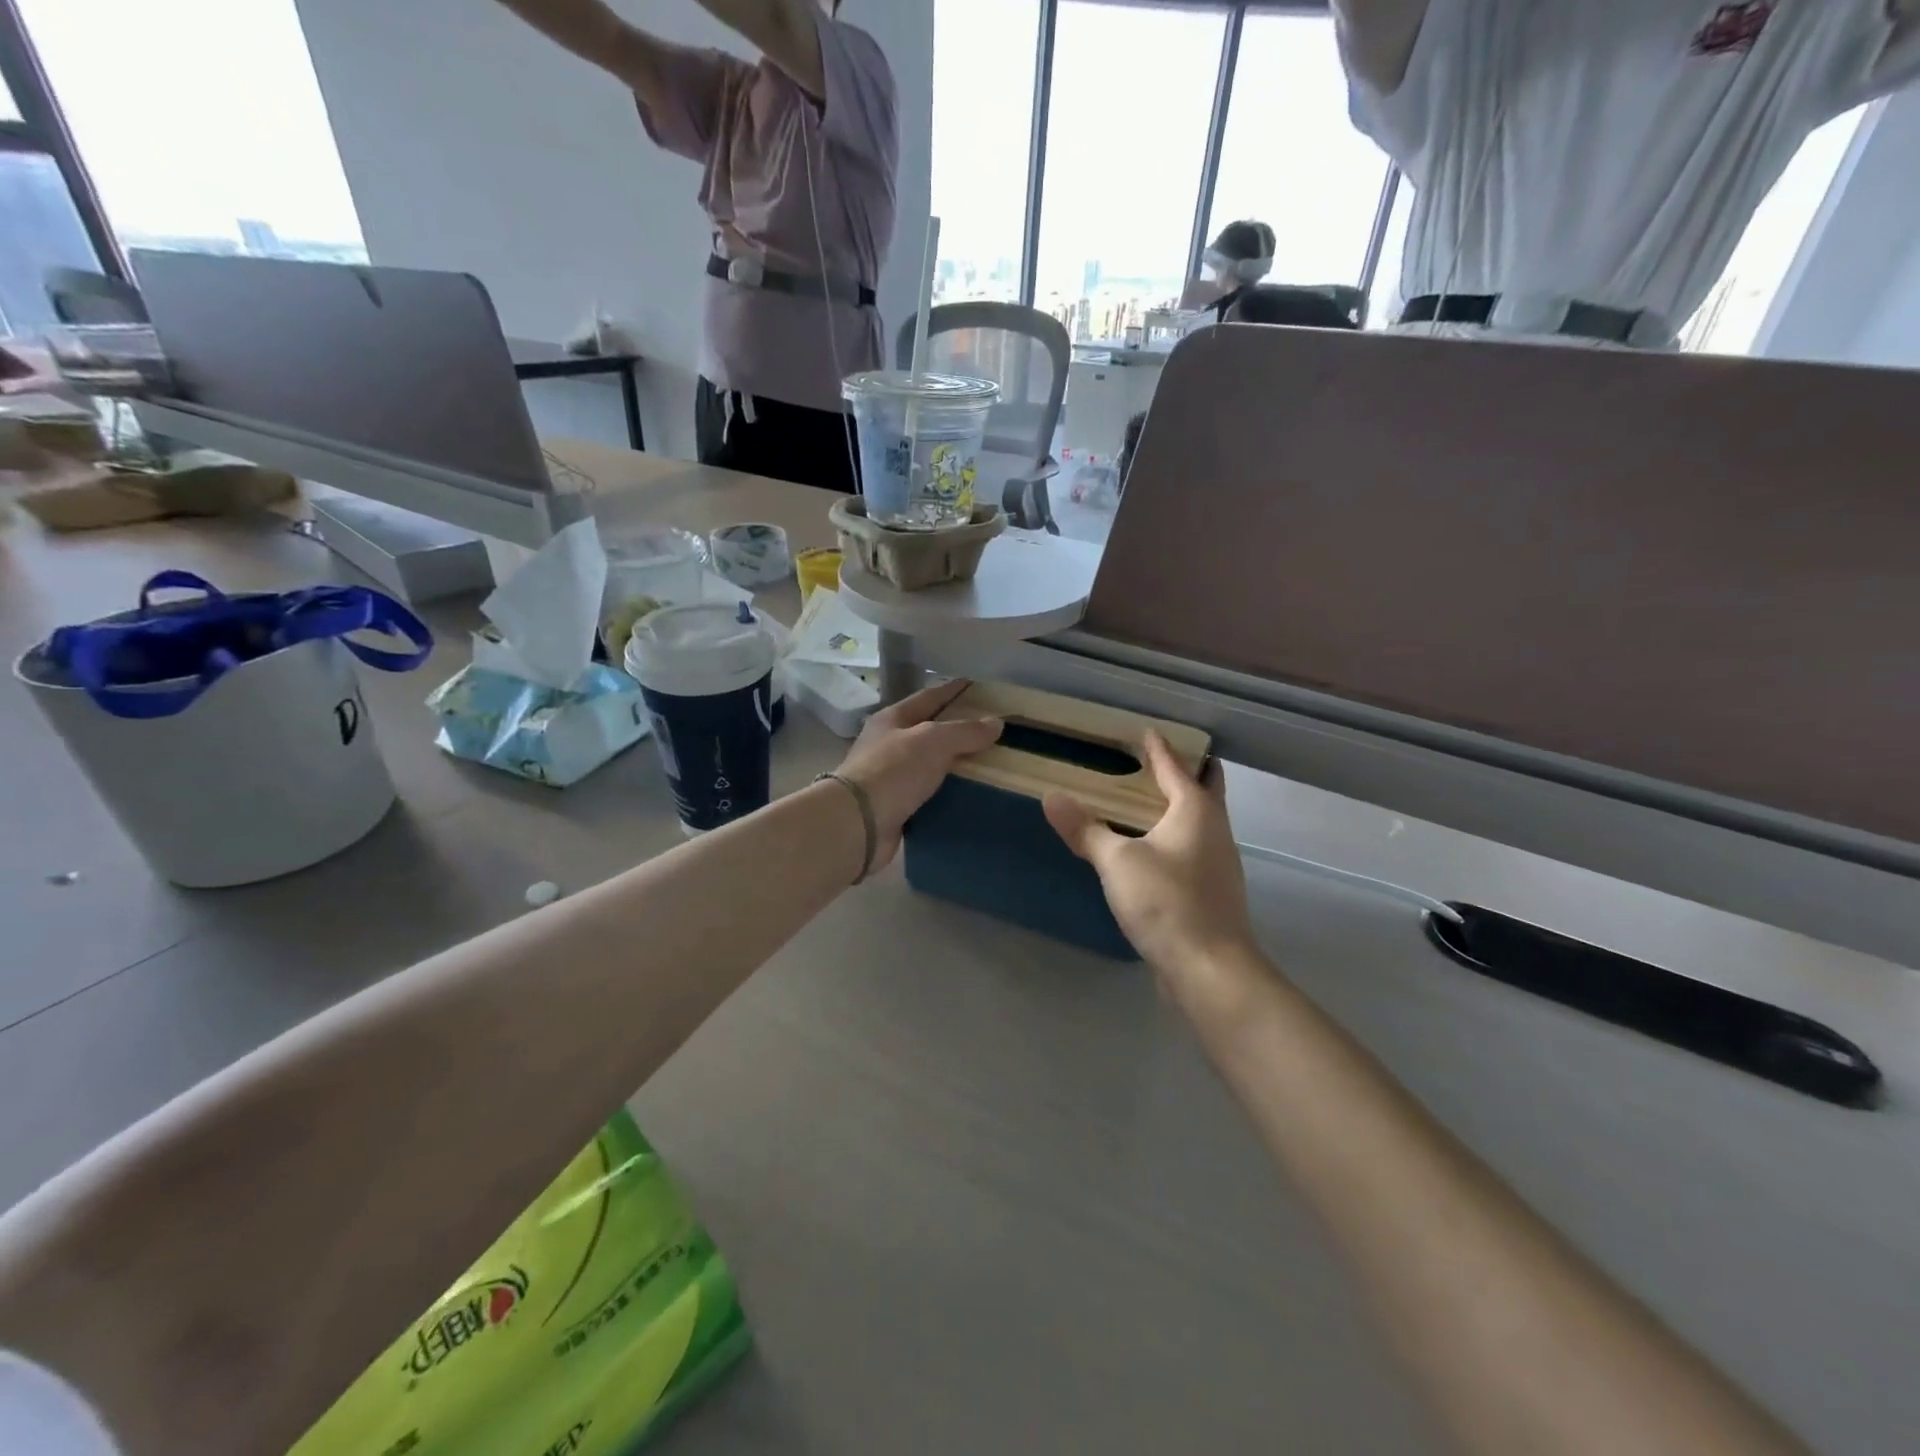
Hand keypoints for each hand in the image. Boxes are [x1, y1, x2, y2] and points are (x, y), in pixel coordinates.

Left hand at [835, 679, 1001, 871]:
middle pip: (929, 732)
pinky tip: (969, 796)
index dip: (953, 690)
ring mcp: (889, 777)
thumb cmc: (893, 771)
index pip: (929, 697)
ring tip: (988, 765)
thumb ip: (965, 731)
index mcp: (892, 720)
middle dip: (957, 730)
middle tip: (991, 731)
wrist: (858, 823)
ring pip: (929, 765)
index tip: (977, 686)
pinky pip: (928, 795)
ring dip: (954, 765)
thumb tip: (996, 722)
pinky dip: (947, 794)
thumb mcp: (933, 741)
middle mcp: (888, 745)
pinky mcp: (895, 807)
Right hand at [1044, 734, 1256, 974]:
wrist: (1210, 969)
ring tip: (1146, 801)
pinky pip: (1192, 849)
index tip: (1146, 731)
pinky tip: (1151, 850)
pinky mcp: (1211, 893)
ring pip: (1200, 821)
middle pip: (1205, 789)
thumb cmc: (1167, 902)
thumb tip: (1051, 797)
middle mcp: (1215, 830)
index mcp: (1196, 811)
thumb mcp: (1117, 861)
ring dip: (1180, 806)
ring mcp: (1217, 864)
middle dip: (1186, 771)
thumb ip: (1085, 829)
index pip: (1176, 767)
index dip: (1160, 748)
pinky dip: (1174, 836)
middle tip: (1155, 760)